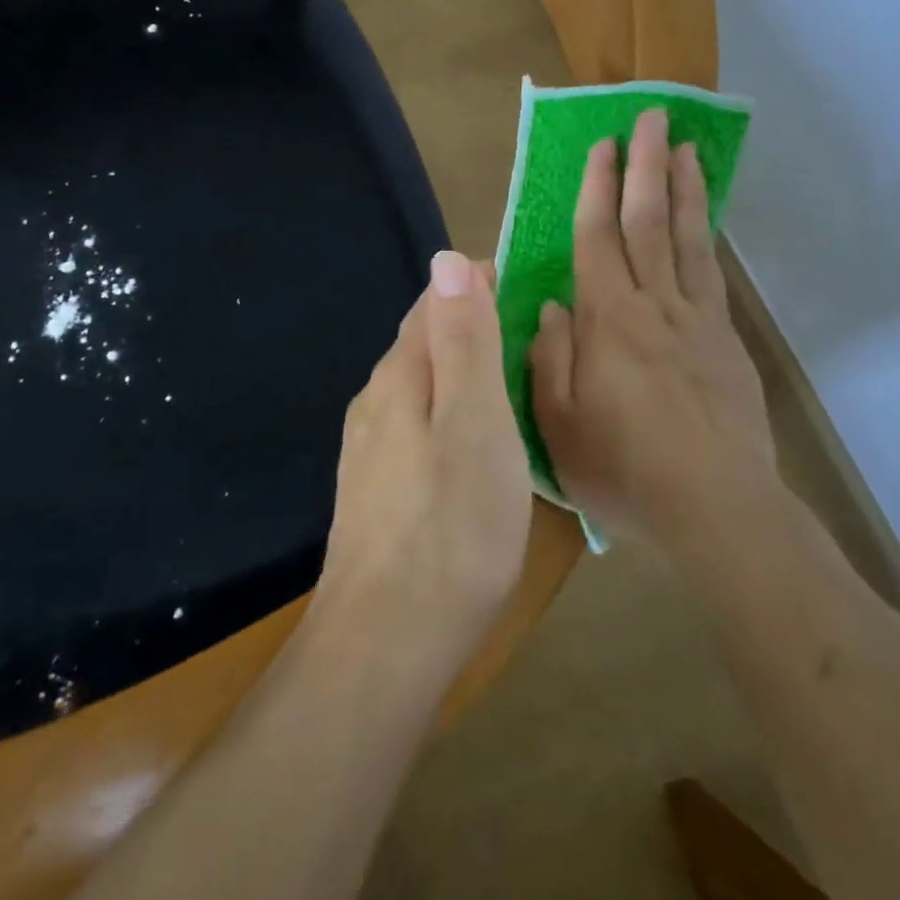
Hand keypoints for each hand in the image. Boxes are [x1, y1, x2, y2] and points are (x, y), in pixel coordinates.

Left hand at [316, 252, 531, 657]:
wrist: (387, 640)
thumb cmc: (451, 526)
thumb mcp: (475, 422)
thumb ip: (463, 341)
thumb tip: (447, 259)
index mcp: (400, 376)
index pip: (433, 302)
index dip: (476, 283)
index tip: (526, 281)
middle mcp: (375, 401)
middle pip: (422, 341)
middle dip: (469, 322)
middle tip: (529, 328)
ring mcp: (369, 447)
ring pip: (419, 384)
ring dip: (460, 367)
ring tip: (511, 377)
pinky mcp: (375, 487)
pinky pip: (416, 423)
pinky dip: (449, 409)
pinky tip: (473, 438)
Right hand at [529, 109, 779, 552]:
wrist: (717, 508)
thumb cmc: (624, 469)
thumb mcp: (559, 424)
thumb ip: (549, 358)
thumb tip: (549, 305)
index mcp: (607, 322)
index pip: (598, 239)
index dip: (597, 188)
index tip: (602, 145)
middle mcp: (654, 306)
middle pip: (648, 223)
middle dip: (645, 166)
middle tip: (650, 117)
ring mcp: (697, 321)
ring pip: (688, 240)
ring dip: (684, 188)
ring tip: (684, 147)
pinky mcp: (726, 341)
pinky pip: (713, 275)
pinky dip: (708, 237)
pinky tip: (705, 219)